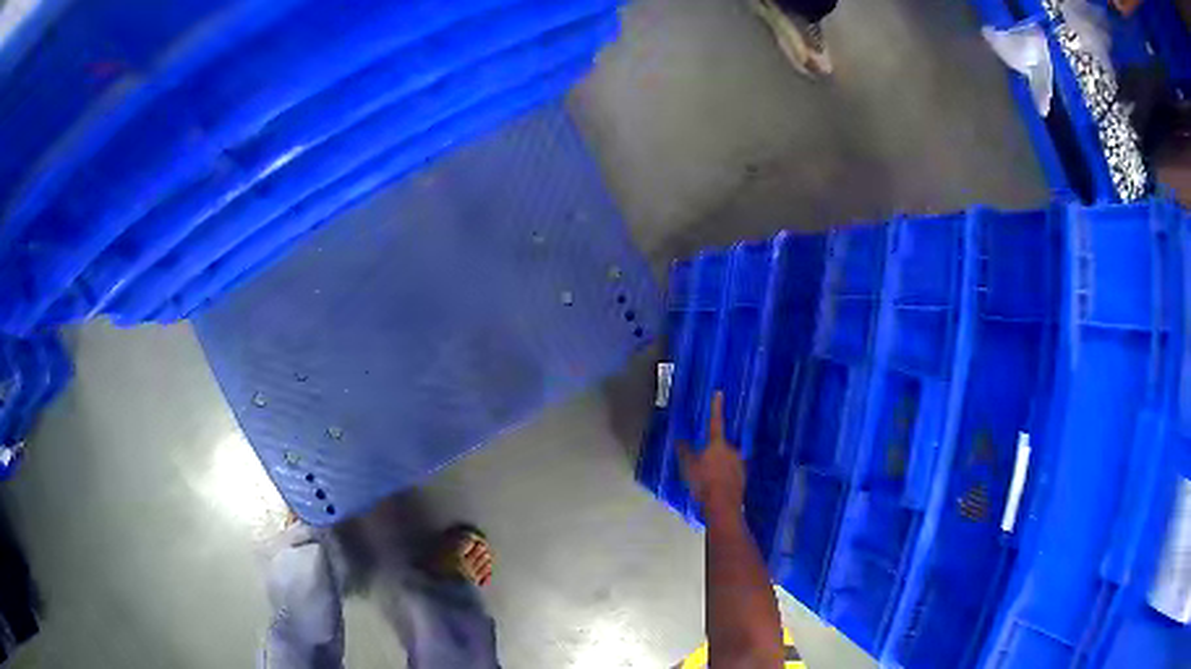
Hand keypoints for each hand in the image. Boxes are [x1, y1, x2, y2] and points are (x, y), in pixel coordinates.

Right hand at [679, 392, 745, 509]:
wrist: (722, 505)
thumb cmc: (703, 482)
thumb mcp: (688, 467)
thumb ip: (684, 452)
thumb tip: (679, 440)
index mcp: (717, 444)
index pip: (715, 421)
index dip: (716, 407)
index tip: (719, 393)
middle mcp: (732, 450)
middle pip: (721, 445)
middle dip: (713, 452)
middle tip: (702, 464)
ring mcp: (739, 464)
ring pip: (727, 460)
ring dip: (719, 466)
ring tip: (708, 479)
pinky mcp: (743, 478)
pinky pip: (731, 473)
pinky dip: (724, 477)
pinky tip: (716, 487)